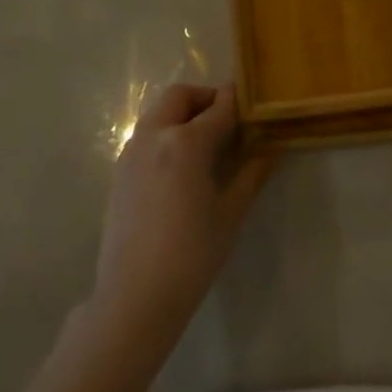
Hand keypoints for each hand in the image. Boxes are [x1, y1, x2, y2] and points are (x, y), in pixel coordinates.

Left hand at [95, 82, 270, 337]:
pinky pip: (146, 136)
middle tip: (230, 119)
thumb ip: (252, 173)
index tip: (256, 102)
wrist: (136, 295)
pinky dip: (167, 134)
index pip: (219, 106)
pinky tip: (183, 167)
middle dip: (206, 98)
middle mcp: (154, 136)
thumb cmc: (193, 253)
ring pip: (159, 113)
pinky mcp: (119, 172)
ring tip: (208, 143)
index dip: (240, 100)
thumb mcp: (231, 212)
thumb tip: (273, 148)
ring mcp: (131, 153)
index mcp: (185, 142)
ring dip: (184, 114)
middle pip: (180, 96)